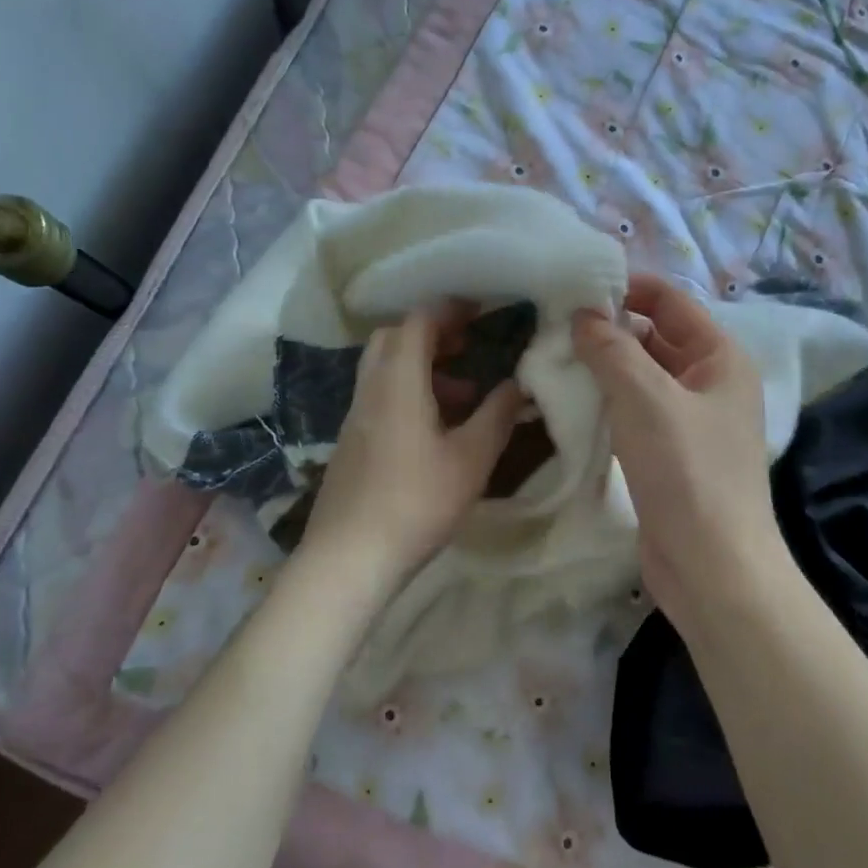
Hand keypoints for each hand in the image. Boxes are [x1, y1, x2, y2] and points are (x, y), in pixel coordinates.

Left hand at [301, 302, 525, 591]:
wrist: (348, 557)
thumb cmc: (417, 502)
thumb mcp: (471, 458)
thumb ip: (497, 414)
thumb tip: (518, 383)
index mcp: (398, 381)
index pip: (418, 322)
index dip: (449, 309)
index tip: (479, 309)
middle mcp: (371, 388)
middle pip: (394, 338)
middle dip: (432, 333)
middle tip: (467, 345)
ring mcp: (355, 415)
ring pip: (385, 368)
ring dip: (422, 365)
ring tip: (463, 393)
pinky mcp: (351, 441)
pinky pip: (380, 395)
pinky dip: (408, 391)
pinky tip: (435, 428)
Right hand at [572, 275, 791, 632]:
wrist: (712, 569)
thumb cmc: (688, 472)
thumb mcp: (646, 398)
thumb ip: (612, 348)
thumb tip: (582, 314)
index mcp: (720, 358)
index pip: (671, 301)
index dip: (628, 287)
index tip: (575, 284)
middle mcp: (709, 382)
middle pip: (654, 336)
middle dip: (608, 327)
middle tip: (552, 322)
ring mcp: (689, 420)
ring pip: (640, 375)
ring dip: (603, 365)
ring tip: (552, 354)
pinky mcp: (669, 453)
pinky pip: (634, 410)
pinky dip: (606, 400)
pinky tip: (569, 398)